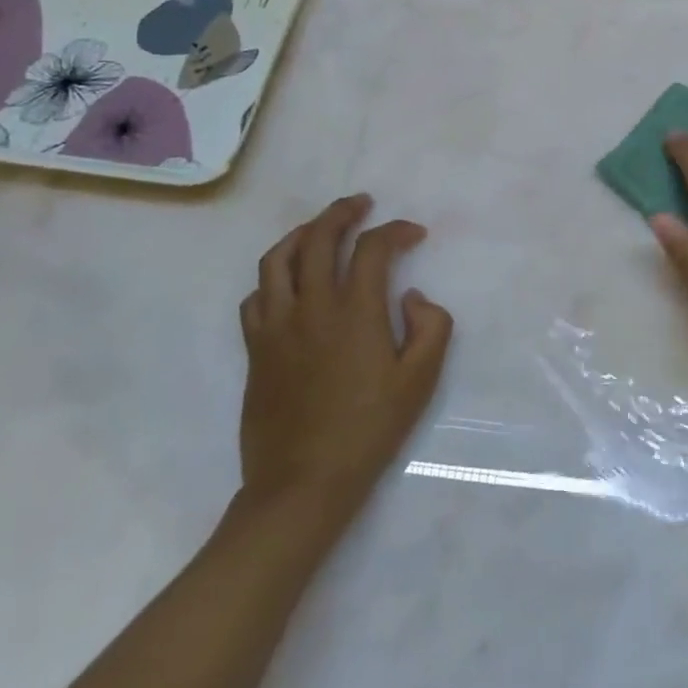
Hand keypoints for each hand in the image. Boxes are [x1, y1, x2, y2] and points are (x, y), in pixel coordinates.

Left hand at [236, 195, 453, 519]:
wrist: (303, 482)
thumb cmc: (369, 430)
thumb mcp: (420, 381)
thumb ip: (431, 327)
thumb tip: (412, 296)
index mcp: (355, 312)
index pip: (372, 248)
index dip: (395, 231)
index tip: (414, 233)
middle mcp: (311, 307)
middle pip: (319, 238)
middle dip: (342, 212)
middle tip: (361, 204)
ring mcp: (276, 326)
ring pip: (278, 259)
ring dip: (302, 234)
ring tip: (319, 228)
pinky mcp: (256, 349)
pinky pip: (256, 296)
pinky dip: (274, 276)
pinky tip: (287, 282)